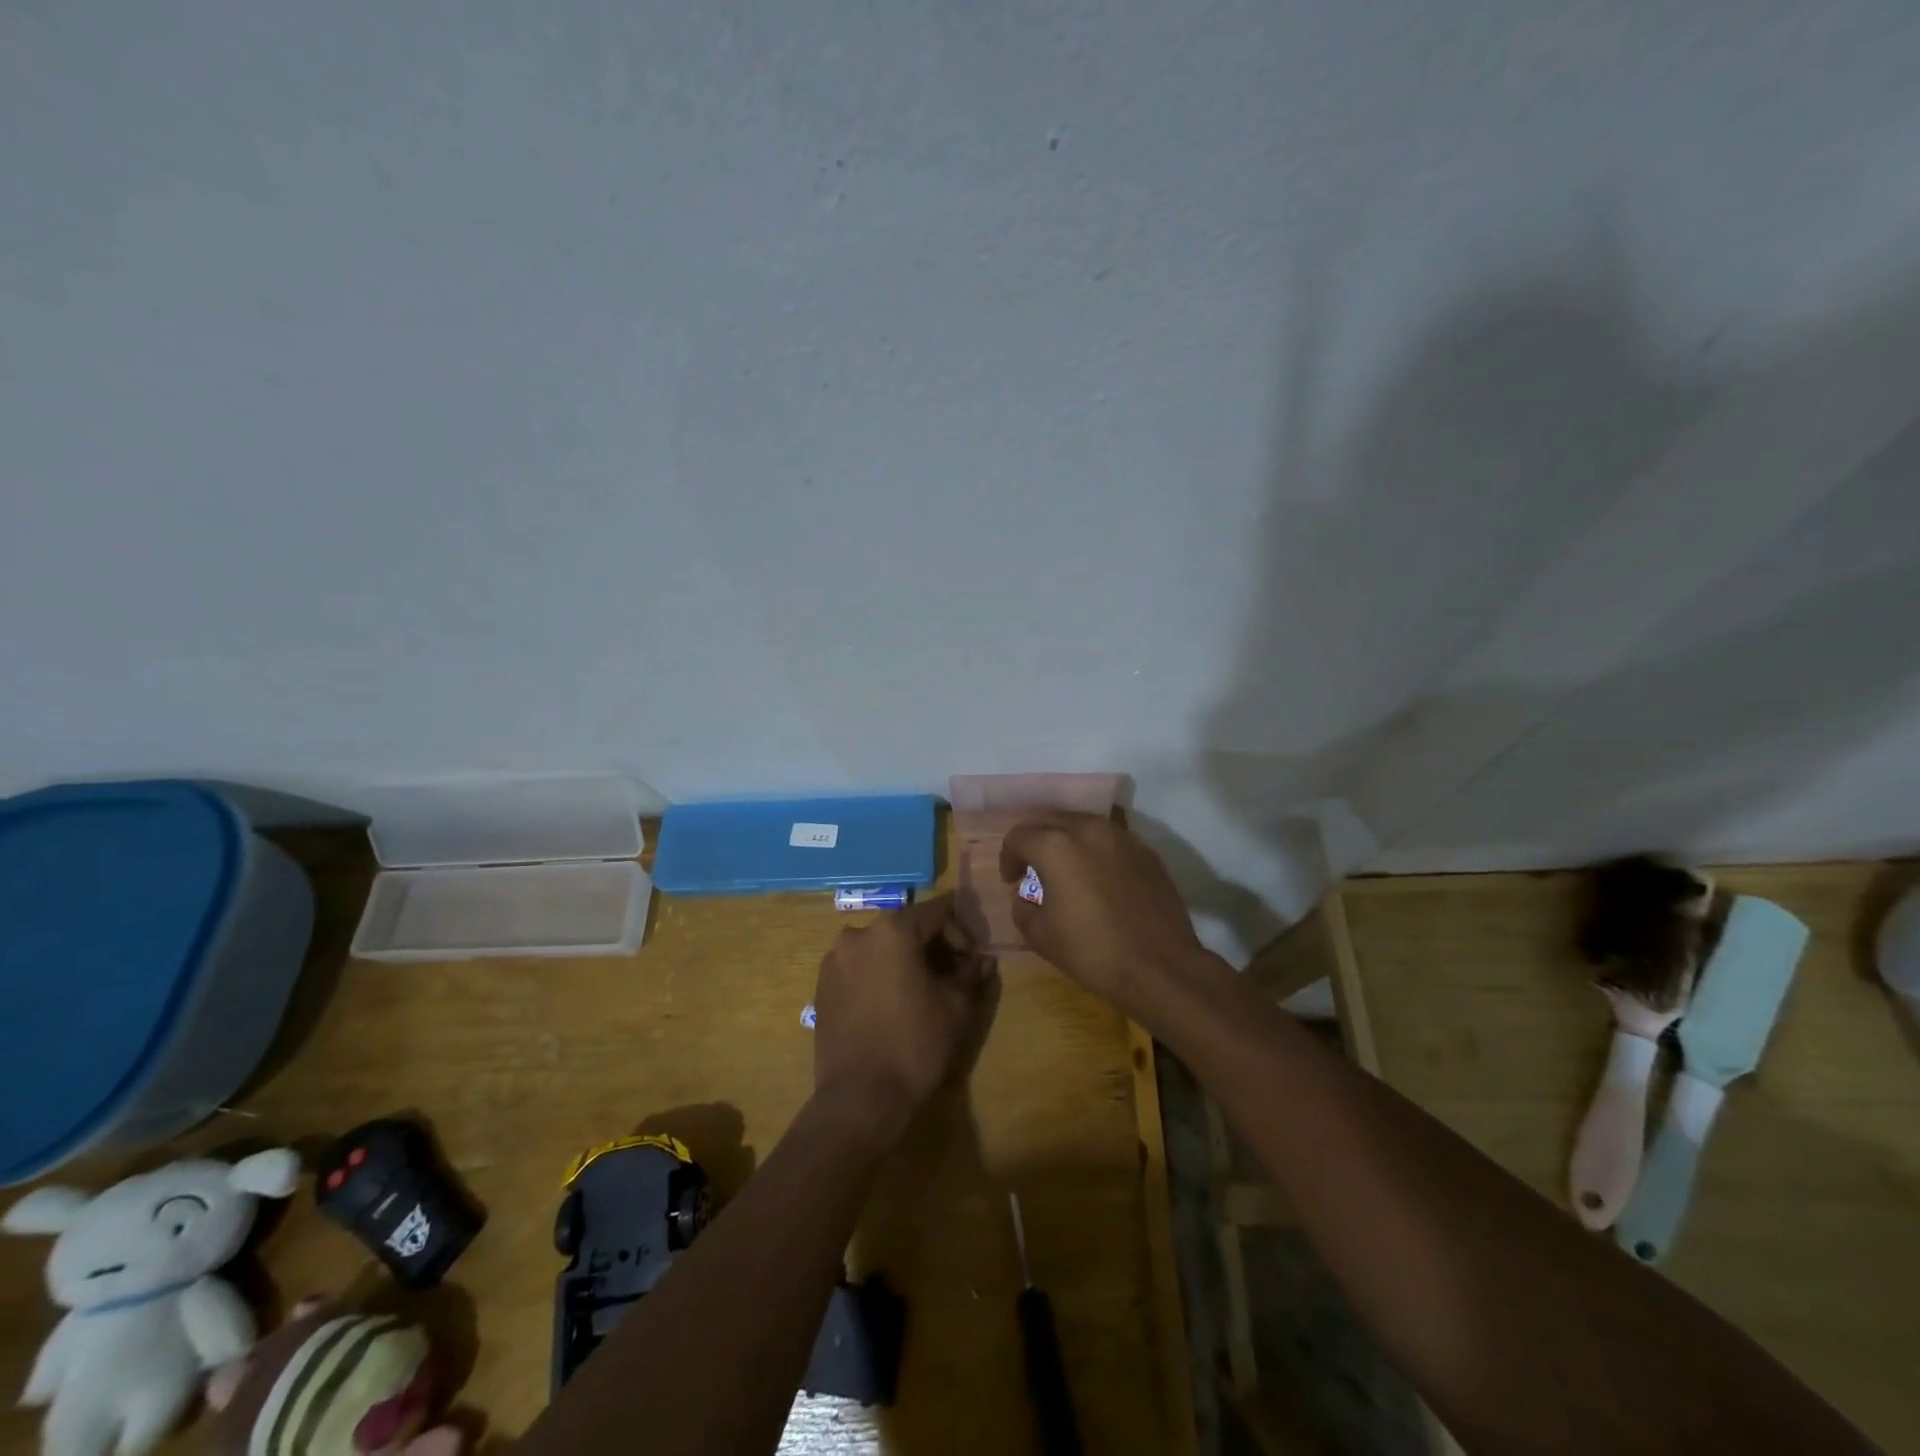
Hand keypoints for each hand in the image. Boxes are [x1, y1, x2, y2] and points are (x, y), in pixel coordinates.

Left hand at [811, 895, 997, 1148]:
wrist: (860, 1099)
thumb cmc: (915, 1045)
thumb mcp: (956, 1006)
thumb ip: (970, 973)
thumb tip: (983, 960)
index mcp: (893, 930)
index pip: (937, 911)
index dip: (961, 931)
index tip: (971, 960)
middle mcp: (858, 934)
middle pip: (906, 927)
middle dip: (932, 945)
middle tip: (951, 975)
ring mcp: (835, 959)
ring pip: (880, 946)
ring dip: (903, 959)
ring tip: (920, 991)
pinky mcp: (821, 985)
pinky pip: (859, 966)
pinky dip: (879, 974)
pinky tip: (891, 1004)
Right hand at [1000, 813, 1210, 1010]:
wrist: (1160, 967)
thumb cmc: (1092, 951)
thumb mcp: (1040, 936)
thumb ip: (1022, 907)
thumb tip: (1027, 895)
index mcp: (1056, 845)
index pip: (1019, 836)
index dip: (1008, 857)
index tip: (1012, 880)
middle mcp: (1088, 829)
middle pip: (1051, 820)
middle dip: (1036, 841)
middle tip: (1034, 868)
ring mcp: (1122, 837)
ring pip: (1083, 825)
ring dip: (1068, 840)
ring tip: (1067, 868)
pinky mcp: (1146, 851)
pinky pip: (1111, 840)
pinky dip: (1097, 850)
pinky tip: (1100, 877)